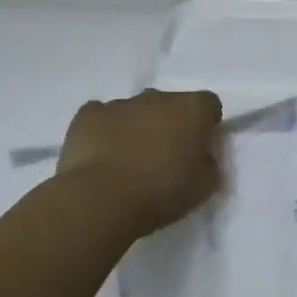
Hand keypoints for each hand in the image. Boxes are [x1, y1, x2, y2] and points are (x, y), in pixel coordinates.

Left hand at [57, 89, 223, 235]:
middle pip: (170, 104)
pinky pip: (101, 116)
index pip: (209, 104)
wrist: (101, 200)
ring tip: (128, 161)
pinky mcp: (88, 114)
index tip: (199, 148)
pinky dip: (104, 130)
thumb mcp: (205, 186)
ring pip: (135, 110)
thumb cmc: (161, 192)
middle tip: (164, 157)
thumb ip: (209, 163)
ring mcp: (120, 103)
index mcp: (192, 109)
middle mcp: (158, 97)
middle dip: (169, 124)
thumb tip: (200, 156)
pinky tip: (102, 155)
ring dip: (137, 127)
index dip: (206, 124)